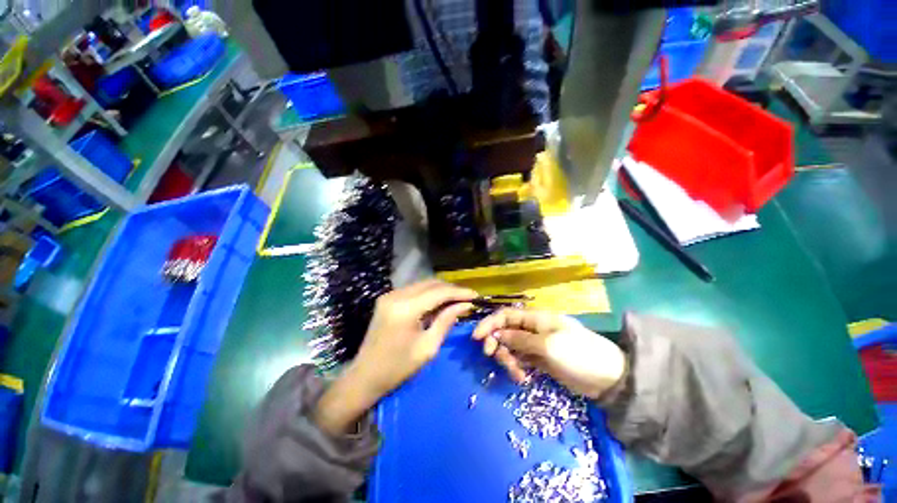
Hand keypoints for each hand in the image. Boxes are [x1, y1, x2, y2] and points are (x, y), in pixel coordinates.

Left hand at [315, 280, 475, 434]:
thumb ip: (446, 321)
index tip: (476, 295)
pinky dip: (429, 294)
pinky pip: (414, 290)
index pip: (438, 292)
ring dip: (441, 291)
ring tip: (457, 301)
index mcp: (405, 309)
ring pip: (423, 285)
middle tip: (468, 299)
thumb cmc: (398, 368)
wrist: (364, 376)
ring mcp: (390, 295)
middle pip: (431, 284)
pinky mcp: (388, 298)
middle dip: (451, 290)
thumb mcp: (428, 347)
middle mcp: (396, 295)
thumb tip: (465, 305)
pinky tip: (439, 303)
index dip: (459, 292)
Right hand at [473, 309, 625, 398]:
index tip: (476, 338)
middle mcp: (532, 329)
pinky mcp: (538, 360)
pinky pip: (519, 360)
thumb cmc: (579, 354)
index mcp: (535, 318)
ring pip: (510, 347)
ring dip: (507, 359)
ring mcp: (535, 345)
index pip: (505, 315)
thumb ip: (520, 339)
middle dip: (497, 344)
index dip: (489, 323)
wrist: (608, 378)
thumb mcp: (548, 345)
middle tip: (494, 358)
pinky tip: (522, 378)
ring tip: (516, 374)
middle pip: (504, 331)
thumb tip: (497, 334)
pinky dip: (516, 368)